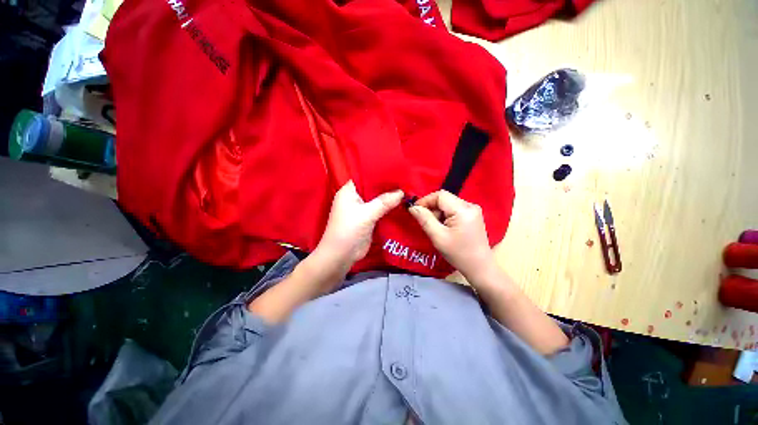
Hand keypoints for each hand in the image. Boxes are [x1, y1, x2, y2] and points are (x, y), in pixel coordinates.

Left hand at [316, 181, 403, 273]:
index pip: (365, 175)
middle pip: (374, 188)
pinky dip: (389, 208)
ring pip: (378, 199)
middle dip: (388, 185)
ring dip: (390, 197)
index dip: (380, 172)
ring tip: (408, 189)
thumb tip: (402, 192)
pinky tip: (402, 204)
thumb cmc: (348, 230)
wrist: (341, 256)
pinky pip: (380, 210)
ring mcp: (362, 209)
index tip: (396, 168)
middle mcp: (355, 197)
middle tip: (406, 179)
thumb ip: (384, 202)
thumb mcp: (366, 214)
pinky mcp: (368, 219)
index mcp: (349, 191)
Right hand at [409, 190, 494, 282]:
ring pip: (448, 204)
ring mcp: (473, 210)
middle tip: (425, 222)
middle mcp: (470, 205)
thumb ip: (424, 219)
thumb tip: (412, 207)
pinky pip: (454, 209)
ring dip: (438, 213)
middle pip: (444, 199)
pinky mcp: (472, 216)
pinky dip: (445, 216)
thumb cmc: (458, 254)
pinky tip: (444, 228)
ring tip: (435, 228)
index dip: (425, 200)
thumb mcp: (438, 237)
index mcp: (463, 209)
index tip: (415, 211)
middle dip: (432, 208)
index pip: (440, 195)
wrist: (479, 268)